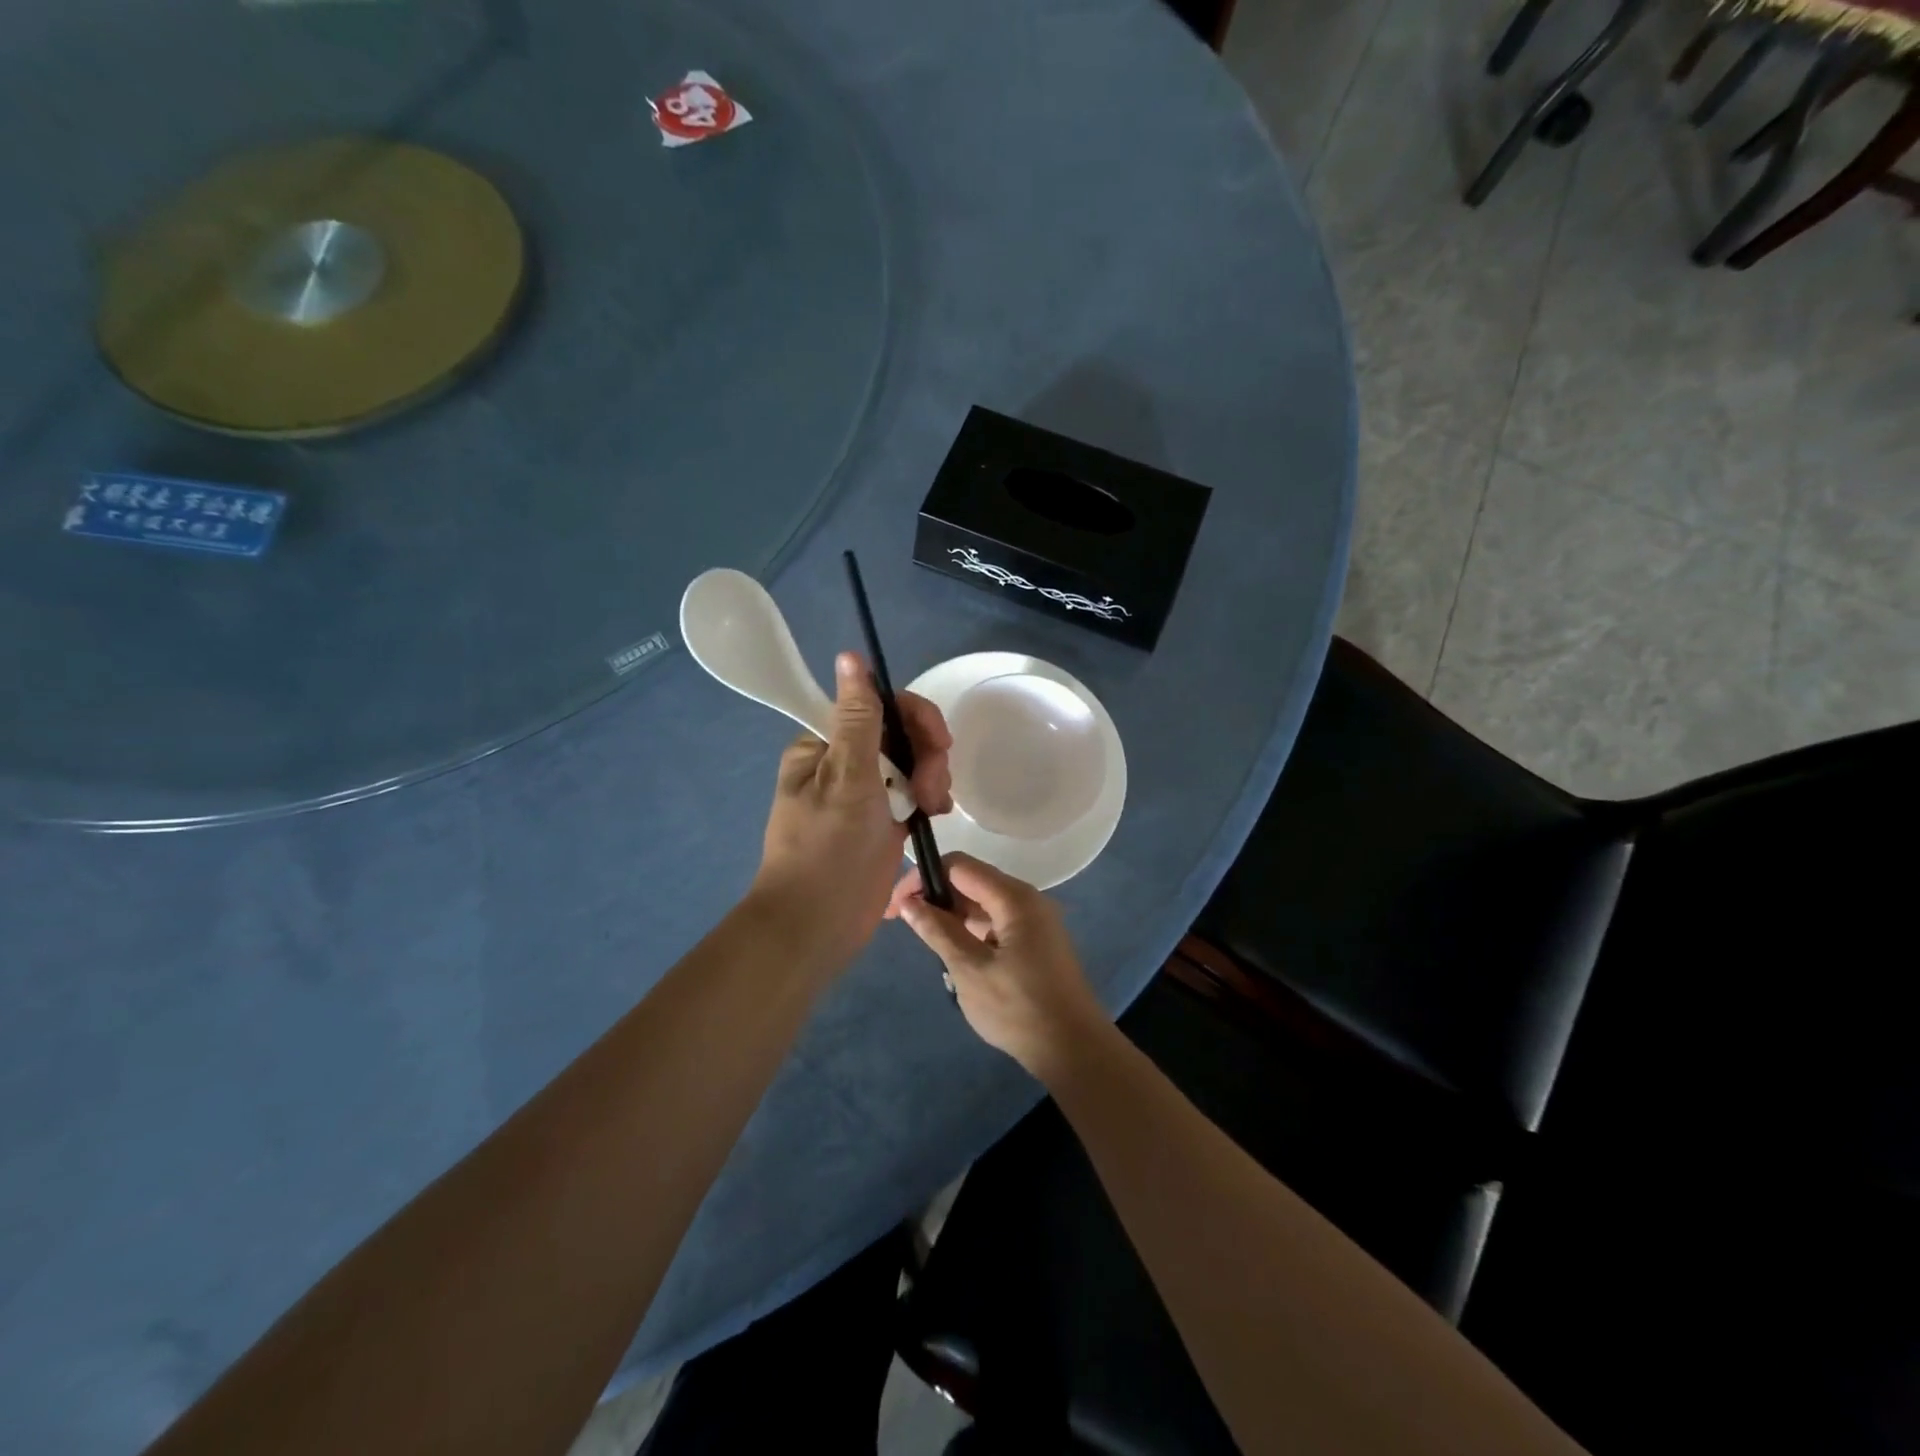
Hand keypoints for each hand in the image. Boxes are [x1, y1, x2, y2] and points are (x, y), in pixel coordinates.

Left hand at [752, 652, 952, 970]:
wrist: (816, 926)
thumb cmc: (827, 850)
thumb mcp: (846, 779)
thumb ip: (857, 719)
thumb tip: (850, 656)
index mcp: (824, 744)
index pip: (877, 705)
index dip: (914, 716)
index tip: (938, 742)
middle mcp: (843, 761)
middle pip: (900, 733)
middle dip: (927, 754)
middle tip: (933, 791)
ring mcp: (865, 792)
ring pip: (912, 761)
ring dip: (931, 777)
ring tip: (934, 808)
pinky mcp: (882, 820)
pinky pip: (913, 791)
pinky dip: (929, 797)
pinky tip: (936, 814)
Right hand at [884, 852, 1105, 1077]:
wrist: (1074, 1049)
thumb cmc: (1019, 1009)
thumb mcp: (969, 970)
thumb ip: (938, 931)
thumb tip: (909, 903)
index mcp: (1014, 898)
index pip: (958, 866)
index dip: (923, 878)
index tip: (895, 906)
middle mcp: (1026, 900)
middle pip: (971, 882)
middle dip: (935, 897)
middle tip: (904, 924)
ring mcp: (1034, 921)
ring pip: (982, 905)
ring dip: (953, 919)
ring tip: (929, 947)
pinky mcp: (1035, 942)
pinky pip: (996, 924)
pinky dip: (972, 934)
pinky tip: (957, 961)